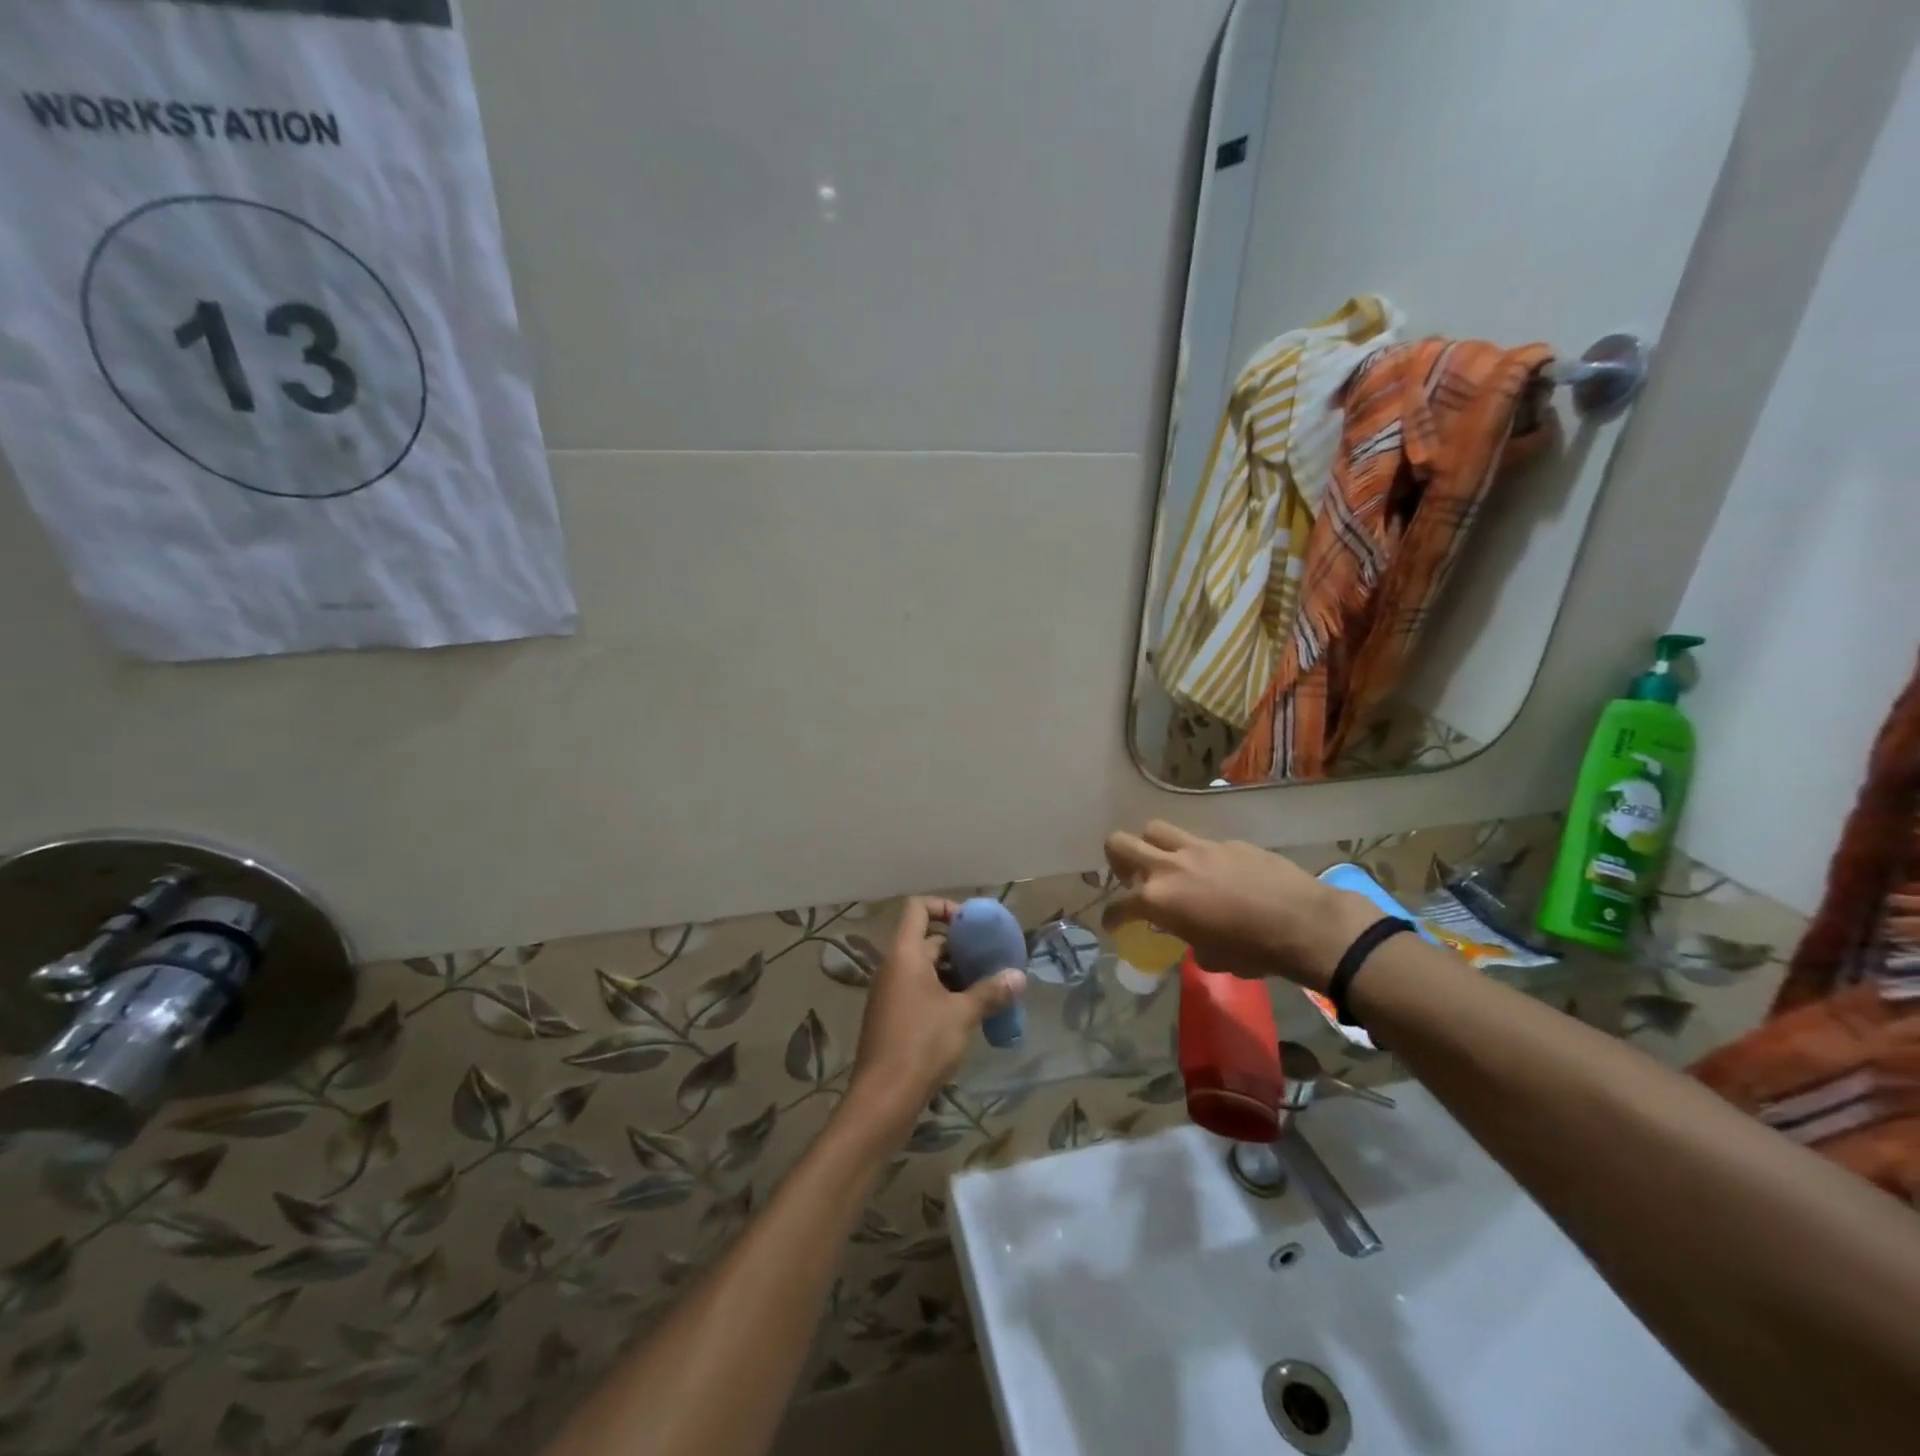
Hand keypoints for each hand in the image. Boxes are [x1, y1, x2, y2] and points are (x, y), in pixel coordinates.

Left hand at [844, 897, 1025, 1142]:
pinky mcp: (890, 1017)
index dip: (945, 907)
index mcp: (905, 954)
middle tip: (991, 960)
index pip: (918, 908)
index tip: (972, 925)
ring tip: (986, 987)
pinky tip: (967, 1013)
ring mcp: (889, 993)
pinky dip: (941, 993)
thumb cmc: (922, 1044)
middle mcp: (892, 967)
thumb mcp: (962, 1015)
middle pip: (926, 940)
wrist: (883, 1098)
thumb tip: (1019, 977)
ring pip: (924, 969)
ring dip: (953, 973)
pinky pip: (918, 991)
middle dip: (959, 948)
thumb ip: (990, 992)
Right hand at [1103, 821, 1375, 992]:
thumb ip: (1190, 938)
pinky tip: (1217, 873)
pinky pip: (1199, 841)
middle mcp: (1169, 866)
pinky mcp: (1226, 841)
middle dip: (1116, 860)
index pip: (1118, 905)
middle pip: (1120, 843)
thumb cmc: (1253, 951)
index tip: (1114, 924)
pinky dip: (1197, 856)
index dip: (1112, 917)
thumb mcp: (1212, 957)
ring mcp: (1197, 848)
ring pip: (1155, 829)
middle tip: (1130, 877)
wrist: (1303, 923)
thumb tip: (1194, 934)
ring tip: (1167, 865)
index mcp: (1158, 900)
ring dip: (1152, 846)